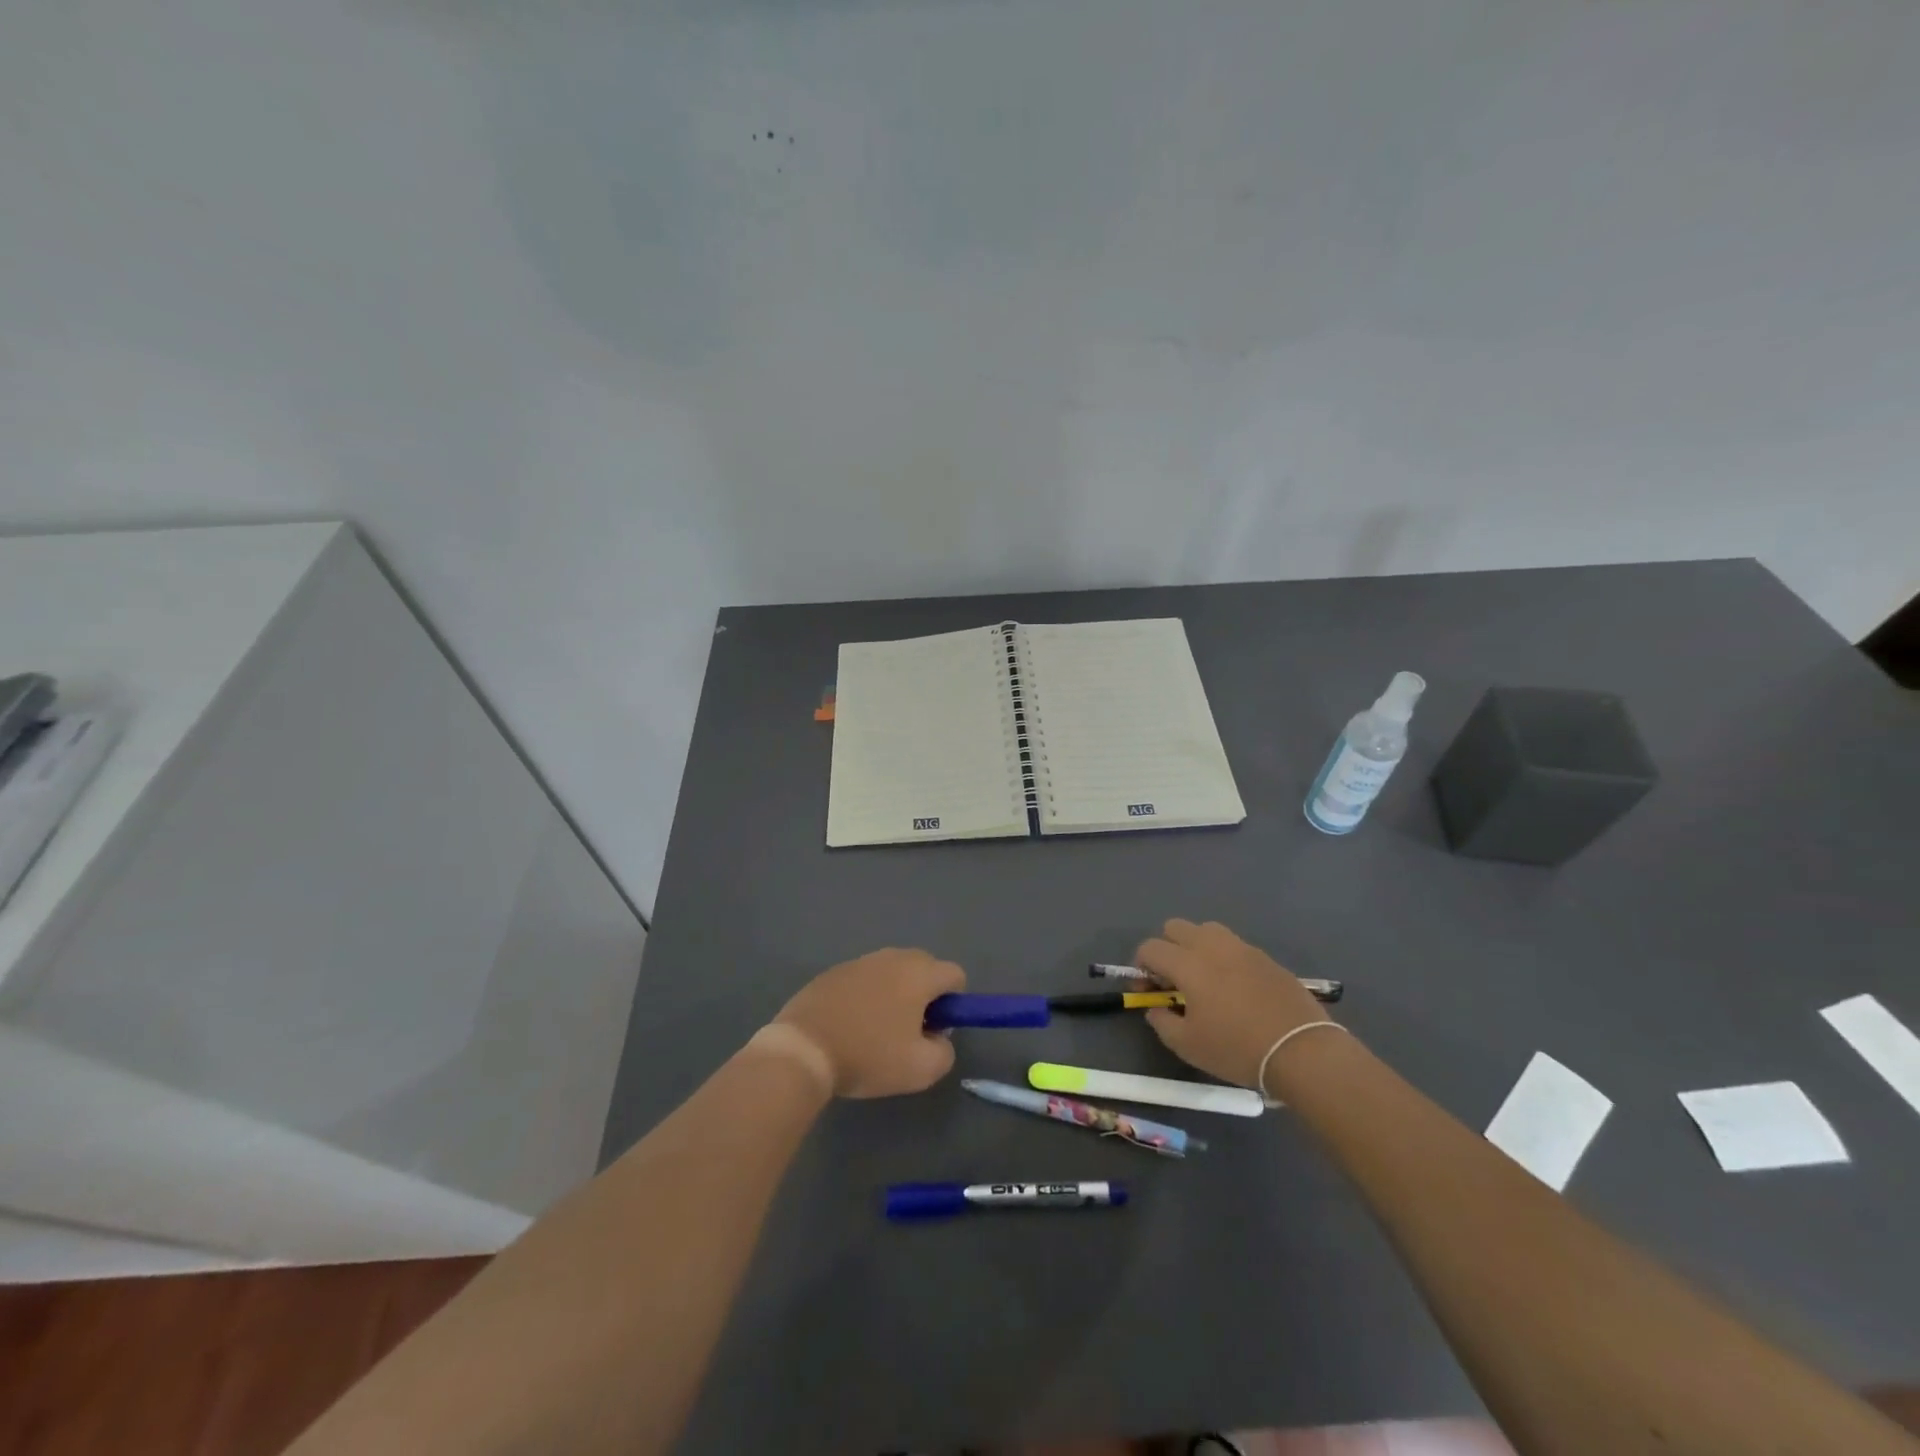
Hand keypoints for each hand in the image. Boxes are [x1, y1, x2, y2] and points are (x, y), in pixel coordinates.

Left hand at [773, 948, 965, 1098]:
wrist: (803, 1049)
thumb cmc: (868, 1055)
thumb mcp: (921, 1069)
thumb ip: (945, 1051)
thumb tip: (938, 1037)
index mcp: (919, 973)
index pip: (955, 974)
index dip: (954, 1004)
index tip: (934, 1030)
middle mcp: (893, 957)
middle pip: (925, 968)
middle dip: (925, 996)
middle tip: (908, 1033)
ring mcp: (860, 961)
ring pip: (892, 972)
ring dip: (895, 995)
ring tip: (876, 1032)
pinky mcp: (833, 971)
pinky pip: (864, 979)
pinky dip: (866, 997)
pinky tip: (850, 1026)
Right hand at [1137, 919, 1332, 1089]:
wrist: (1302, 1050)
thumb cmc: (1237, 1048)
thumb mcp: (1188, 1045)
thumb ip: (1162, 1022)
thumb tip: (1156, 1008)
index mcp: (1188, 963)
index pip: (1150, 948)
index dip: (1141, 967)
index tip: (1148, 991)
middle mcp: (1212, 946)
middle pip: (1175, 927)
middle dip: (1166, 948)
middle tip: (1173, 980)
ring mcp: (1242, 948)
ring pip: (1207, 930)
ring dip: (1196, 947)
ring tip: (1204, 978)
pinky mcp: (1265, 957)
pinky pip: (1234, 946)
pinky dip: (1224, 958)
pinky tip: (1234, 988)